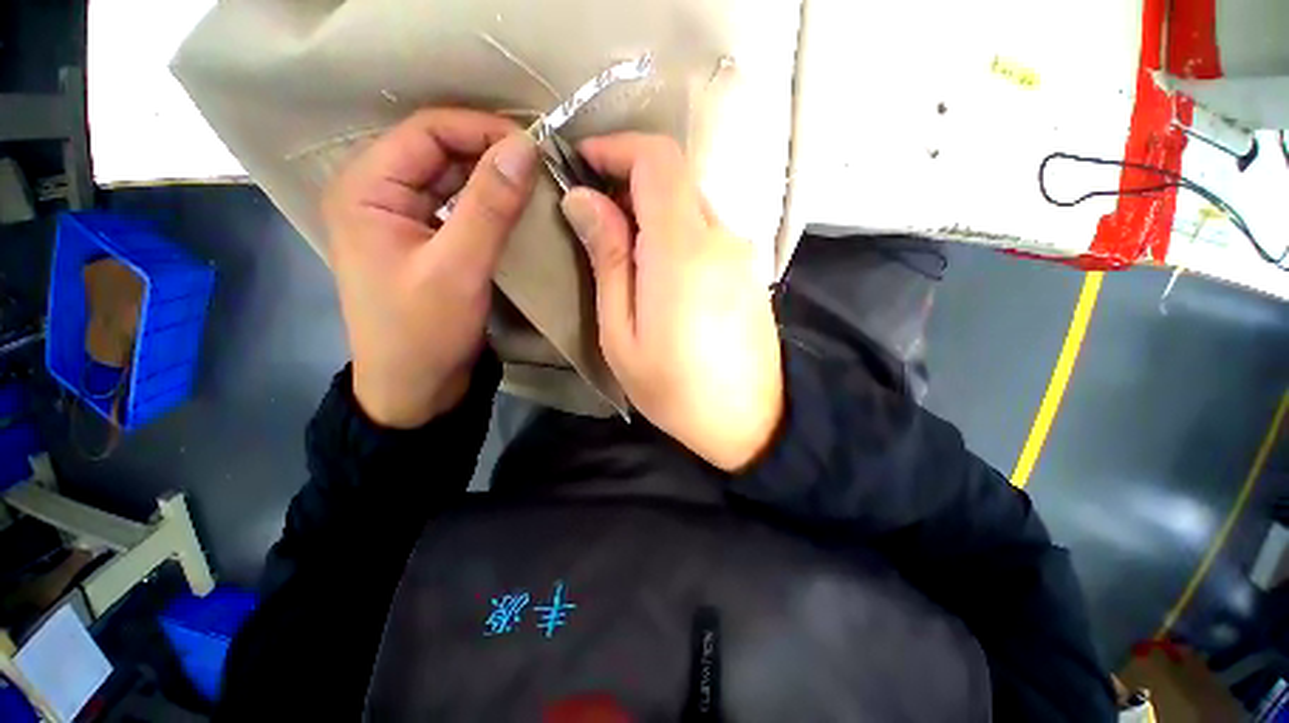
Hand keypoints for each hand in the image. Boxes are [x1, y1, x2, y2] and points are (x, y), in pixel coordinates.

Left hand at [322, 109, 537, 427]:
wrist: (415, 388)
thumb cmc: (425, 332)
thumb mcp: (459, 268)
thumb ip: (490, 206)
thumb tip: (525, 148)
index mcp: (365, 188)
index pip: (426, 132)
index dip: (481, 130)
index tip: (534, 146)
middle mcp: (376, 192)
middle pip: (438, 151)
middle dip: (490, 152)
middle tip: (542, 165)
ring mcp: (400, 218)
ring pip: (449, 178)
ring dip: (491, 177)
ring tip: (535, 182)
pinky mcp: (422, 240)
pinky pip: (456, 206)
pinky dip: (486, 202)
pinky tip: (515, 208)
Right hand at [560, 134, 783, 470]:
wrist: (750, 421)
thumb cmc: (675, 388)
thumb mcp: (621, 333)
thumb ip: (608, 260)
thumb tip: (583, 199)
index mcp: (683, 248)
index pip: (658, 159)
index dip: (618, 147)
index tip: (583, 162)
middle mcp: (721, 237)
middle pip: (675, 180)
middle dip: (628, 184)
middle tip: (595, 219)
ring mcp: (742, 253)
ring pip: (691, 206)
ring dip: (652, 213)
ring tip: (624, 253)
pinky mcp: (749, 270)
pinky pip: (708, 232)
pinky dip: (677, 234)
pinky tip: (661, 273)